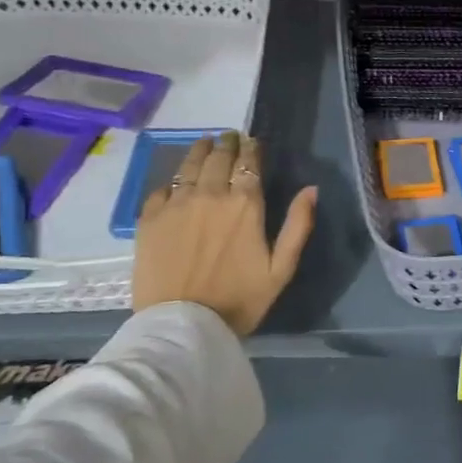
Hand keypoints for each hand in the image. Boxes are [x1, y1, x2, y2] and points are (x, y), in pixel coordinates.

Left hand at [131, 132, 318, 334]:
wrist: (183, 325)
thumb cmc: (239, 300)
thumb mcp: (281, 269)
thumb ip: (298, 226)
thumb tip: (311, 189)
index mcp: (245, 205)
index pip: (248, 163)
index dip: (251, 149)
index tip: (252, 141)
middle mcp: (209, 195)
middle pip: (218, 158)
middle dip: (226, 144)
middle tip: (229, 137)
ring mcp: (175, 205)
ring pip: (188, 166)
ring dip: (199, 151)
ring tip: (204, 143)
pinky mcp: (149, 220)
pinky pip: (161, 190)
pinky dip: (172, 182)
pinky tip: (175, 184)